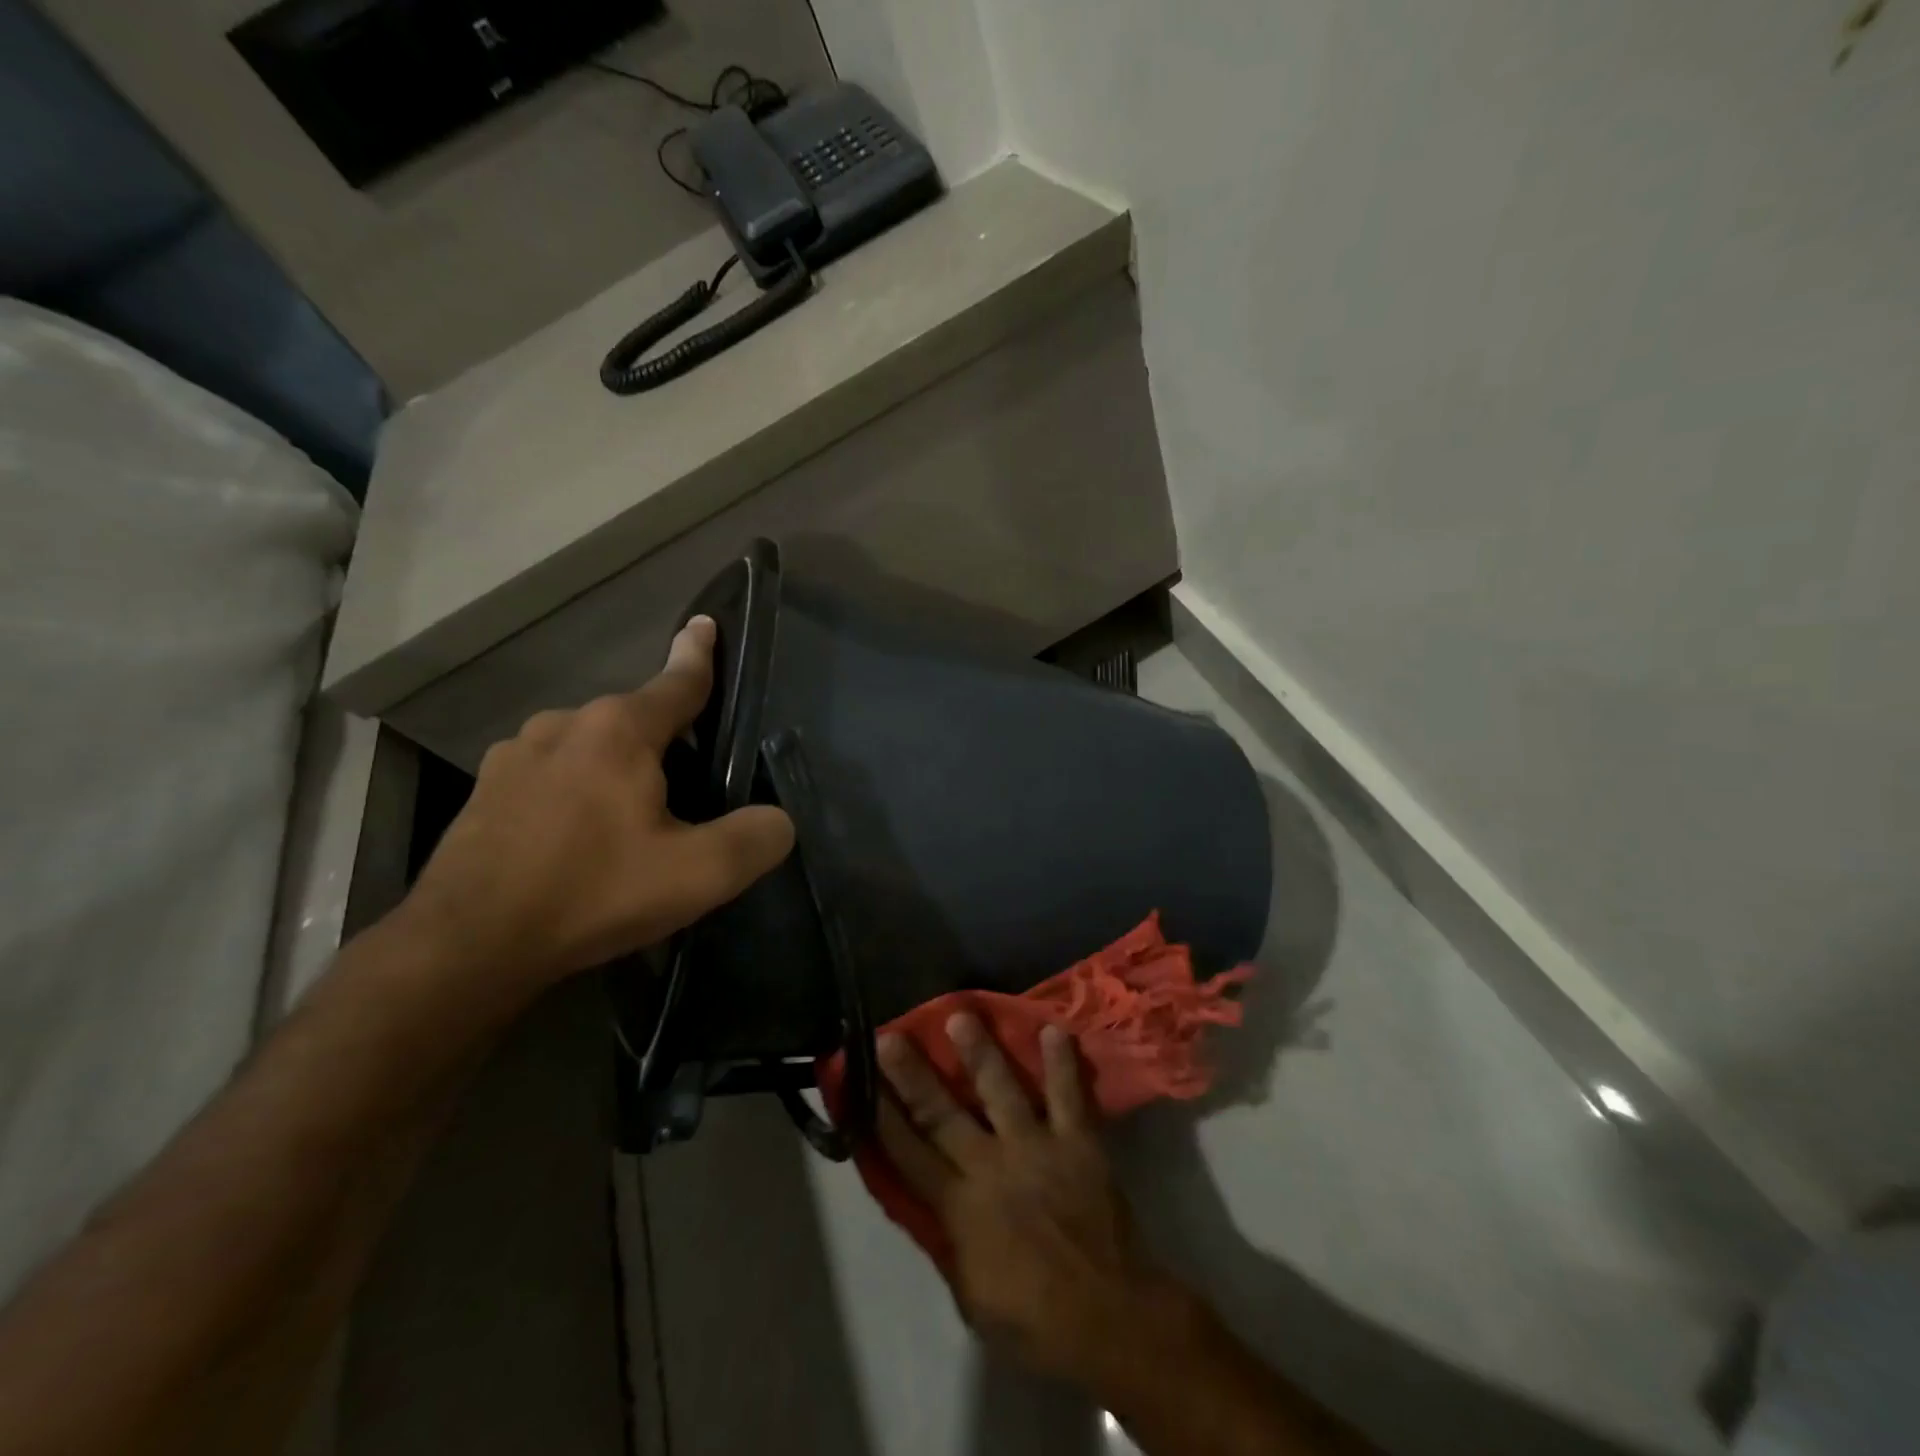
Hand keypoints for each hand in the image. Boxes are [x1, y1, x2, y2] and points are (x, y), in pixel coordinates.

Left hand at [406, 616, 793, 998]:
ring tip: (630, 823)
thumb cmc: (590, 894)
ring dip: (618, 768)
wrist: (466, 946)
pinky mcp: (487, 789)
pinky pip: (553, 772)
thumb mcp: (696, 876)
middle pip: (636, 720)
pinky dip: (577, 789)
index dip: (699, 655)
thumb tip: (777, 821)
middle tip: (688, 793)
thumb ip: (754, 839)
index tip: (704, 623)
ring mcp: (516, 754)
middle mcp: (565, 724)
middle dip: (666, 742)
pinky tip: (577, 836)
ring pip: (591, 747)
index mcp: (619, 731)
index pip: (677, 681)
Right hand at [875, 1014, 1190, 1390]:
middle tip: (890, 1036)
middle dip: (912, 1074)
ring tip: (961, 1014)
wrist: (1113, 1318)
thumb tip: (932, 1206)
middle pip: (942, 1112)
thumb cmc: (1037, 1321)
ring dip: (980, 1051)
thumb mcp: (973, 1299)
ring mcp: (1037, 1147)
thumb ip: (951, 1244)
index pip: (908, 1154)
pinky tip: (1054, 1029)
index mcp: (960, 1209)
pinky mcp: (1078, 1141)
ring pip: (1001, 1089)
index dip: (880, 1117)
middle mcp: (992, 1166)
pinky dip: (1062, 1062)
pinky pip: (1068, 1094)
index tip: (860, 1082)